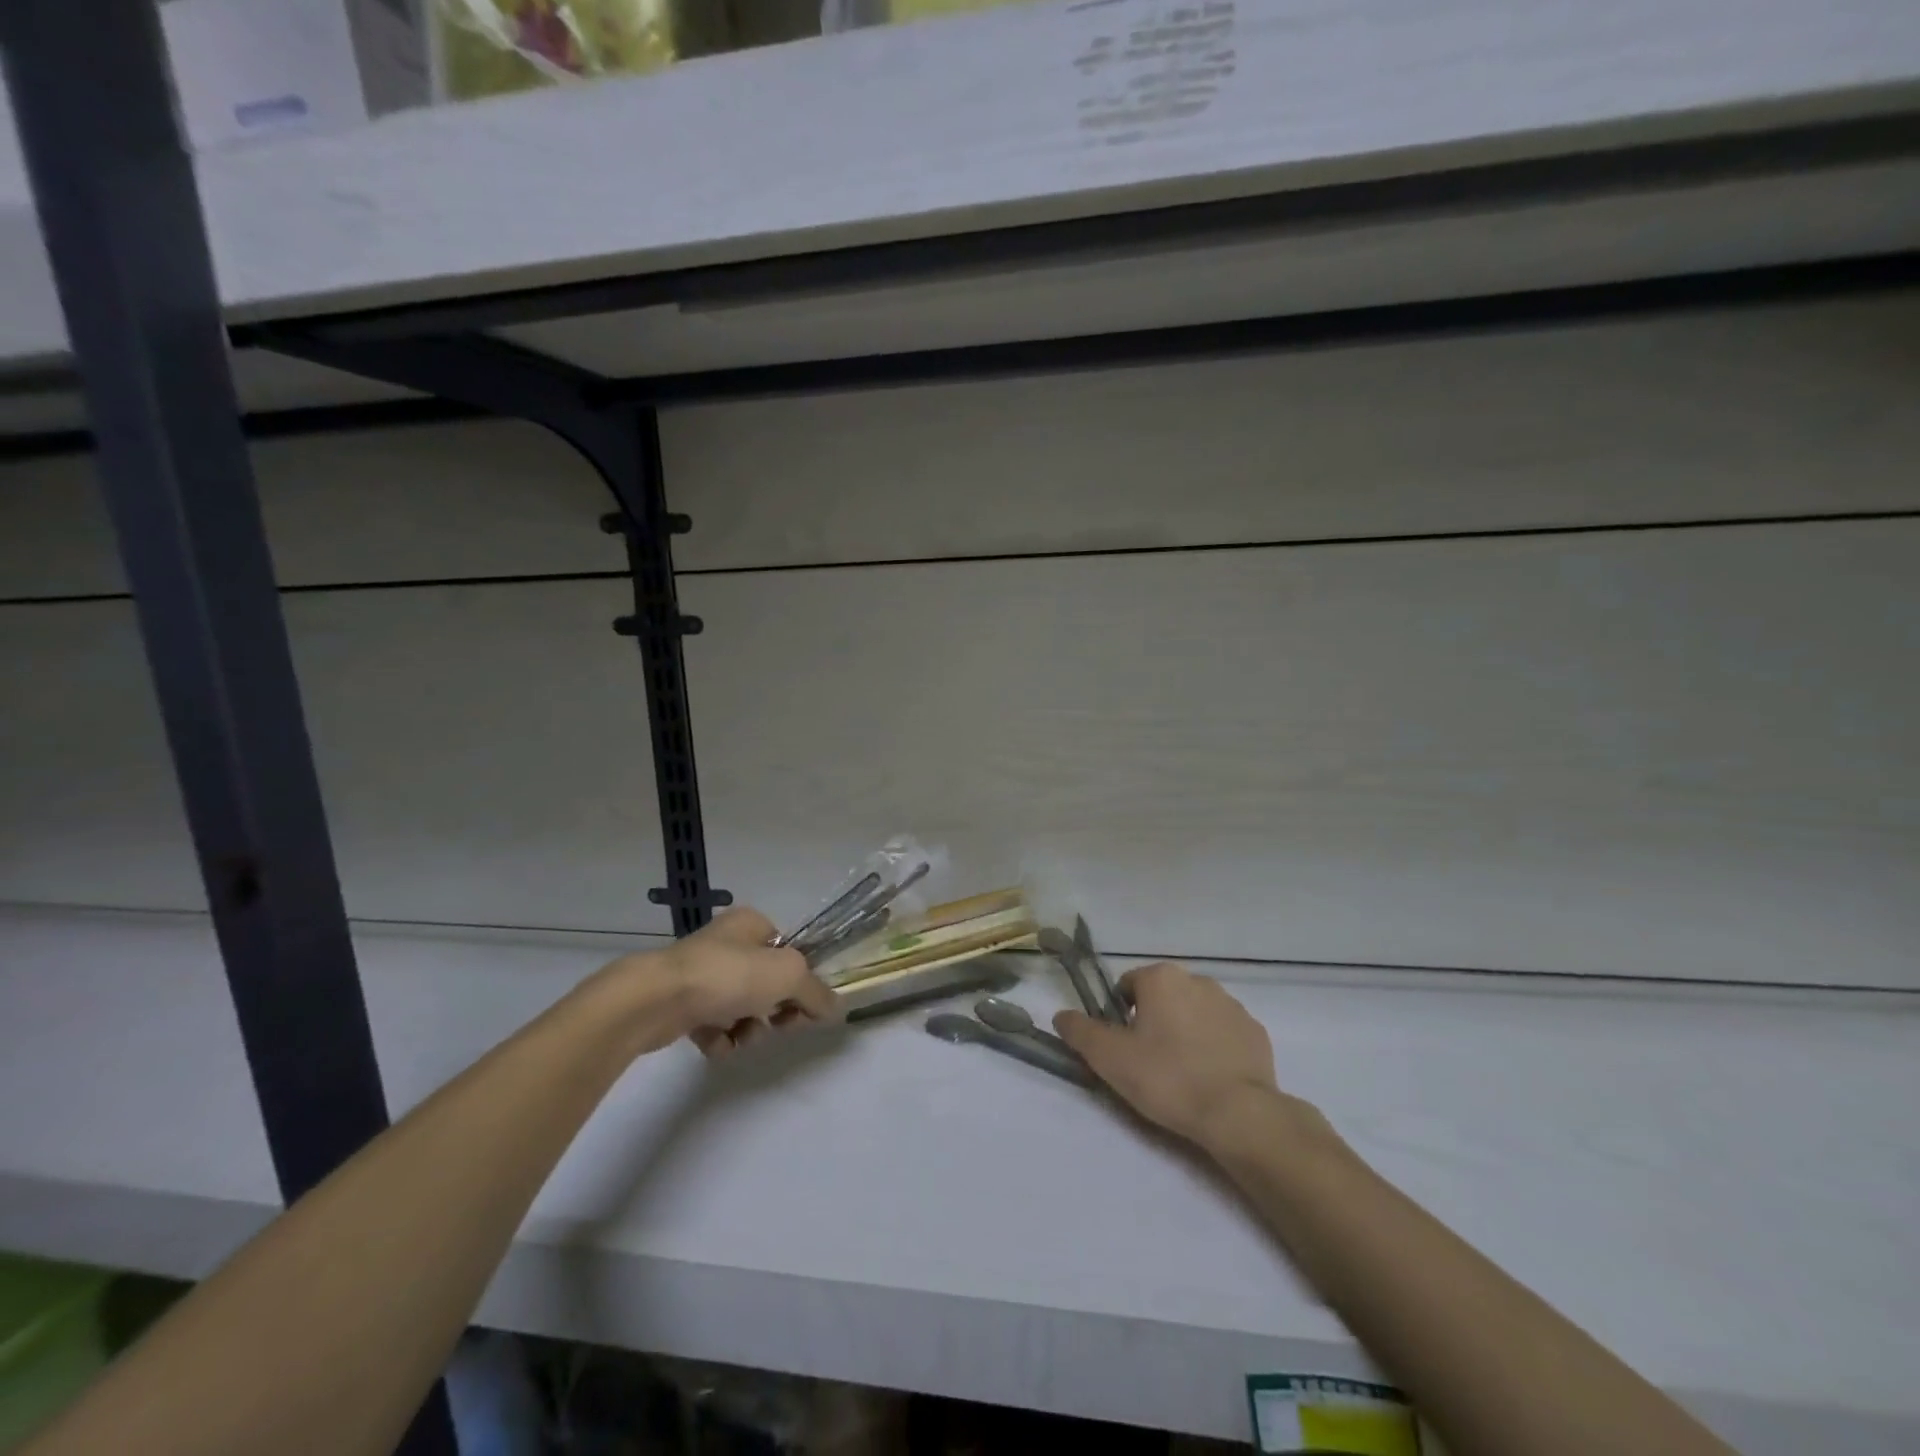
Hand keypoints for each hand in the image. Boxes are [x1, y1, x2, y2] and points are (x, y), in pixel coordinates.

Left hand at [602, 907, 840, 1059]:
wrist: (655, 999)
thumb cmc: (728, 974)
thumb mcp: (788, 976)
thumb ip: (816, 993)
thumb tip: (837, 1009)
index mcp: (752, 924)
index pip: (790, 952)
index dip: (801, 982)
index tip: (803, 1009)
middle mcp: (726, 943)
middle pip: (768, 982)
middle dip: (774, 1010)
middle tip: (776, 1026)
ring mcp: (700, 973)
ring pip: (742, 1007)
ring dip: (748, 1028)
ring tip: (740, 1036)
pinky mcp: (679, 1004)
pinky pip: (714, 1025)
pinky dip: (720, 1039)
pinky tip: (716, 1044)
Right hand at [1054, 962, 1308, 1149]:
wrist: (1238, 1114)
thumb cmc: (1167, 1078)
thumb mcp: (1110, 1058)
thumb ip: (1080, 1031)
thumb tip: (1061, 1015)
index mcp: (1162, 978)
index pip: (1128, 986)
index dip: (1119, 1016)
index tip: (1123, 1049)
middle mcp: (1198, 980)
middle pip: (1162, 997)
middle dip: (1153, 1022)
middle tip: (1148, 1063)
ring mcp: (1231, 1005)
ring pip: (1194, 1013)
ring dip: (1184, 1033)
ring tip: (1181, 1075)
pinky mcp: (1255, 1032)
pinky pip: (1223, 1033)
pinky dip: (1214, 1048)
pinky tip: (1210, 1079)